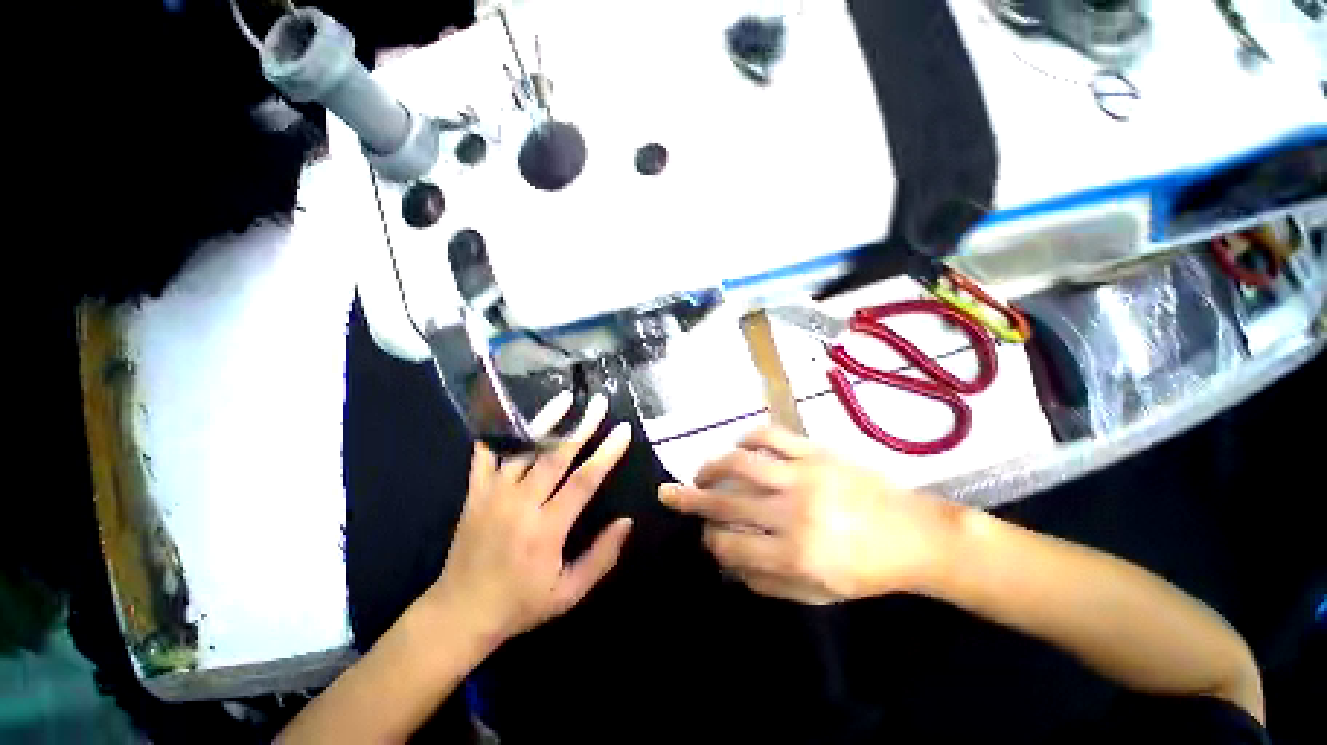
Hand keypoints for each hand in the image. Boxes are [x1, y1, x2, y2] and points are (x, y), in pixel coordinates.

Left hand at [426, 393, 633, 648]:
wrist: (459, 613)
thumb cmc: (520, 604)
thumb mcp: (569, 593)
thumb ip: (602, 557)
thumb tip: (627, 522)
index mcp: (546, 530)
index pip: (584, 481)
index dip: (606, 453)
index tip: (623, 430)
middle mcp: (520, 505)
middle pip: (556, 456)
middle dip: (582, 426)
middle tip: (599, 404)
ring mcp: (492, 495)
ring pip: (523, 449)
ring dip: (546, 421)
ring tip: (565, 398)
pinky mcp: (473, 493)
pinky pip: (484, 455)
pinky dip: (497, 432)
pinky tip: (511, 412)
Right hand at [658, 427, 963, 604]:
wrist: (914, 534)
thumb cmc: (866, 570)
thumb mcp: (818, 594)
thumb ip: (768, 582)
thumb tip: (728, 563)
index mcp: (795, 556)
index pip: (731, 547)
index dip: (710, 542)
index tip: (706, 537)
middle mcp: (792, 513)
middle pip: (727, 504)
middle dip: (690, 500)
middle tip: (668, 493)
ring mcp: (803, 476)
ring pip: (741, 464)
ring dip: (712, 466)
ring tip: (701, 472)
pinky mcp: (815, 452)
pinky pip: (771, 435)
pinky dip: (747, 438)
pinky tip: (738, 446)